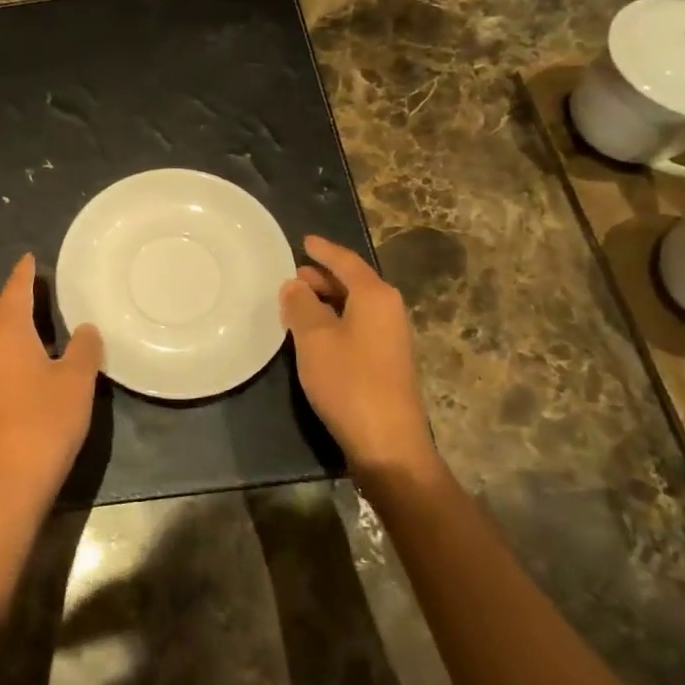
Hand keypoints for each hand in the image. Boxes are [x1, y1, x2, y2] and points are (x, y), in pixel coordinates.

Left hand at [0, 254, 102, 515]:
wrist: (12, 480)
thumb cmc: (45, 421)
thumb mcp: (77, 380)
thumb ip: (85, 349)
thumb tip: (87, 328)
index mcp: (7, 334)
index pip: (13, 292)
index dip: (23, 274)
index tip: (30, 258)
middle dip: (7, 298)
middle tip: (34, 296)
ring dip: (5, 324)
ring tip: (36, 326)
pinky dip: (7, 348)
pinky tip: (32, 364)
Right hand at [280, 235, 438, 476]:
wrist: (388, 443)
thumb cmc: (349, 381)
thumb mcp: (314, 338)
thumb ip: (301, 305)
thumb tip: (295, 284)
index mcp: (375, 296)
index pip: (346, 261)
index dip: (323, 250)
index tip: (304, 241)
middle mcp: (388, 310)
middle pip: (353, 282)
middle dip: (323, 276)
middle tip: (293, 274)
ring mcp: (390, 338)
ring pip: (354, 306)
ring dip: (327, 300)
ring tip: (297, 300)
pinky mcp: (386, 362)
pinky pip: (357, 326)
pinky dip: (334, 320)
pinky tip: (313, 333)